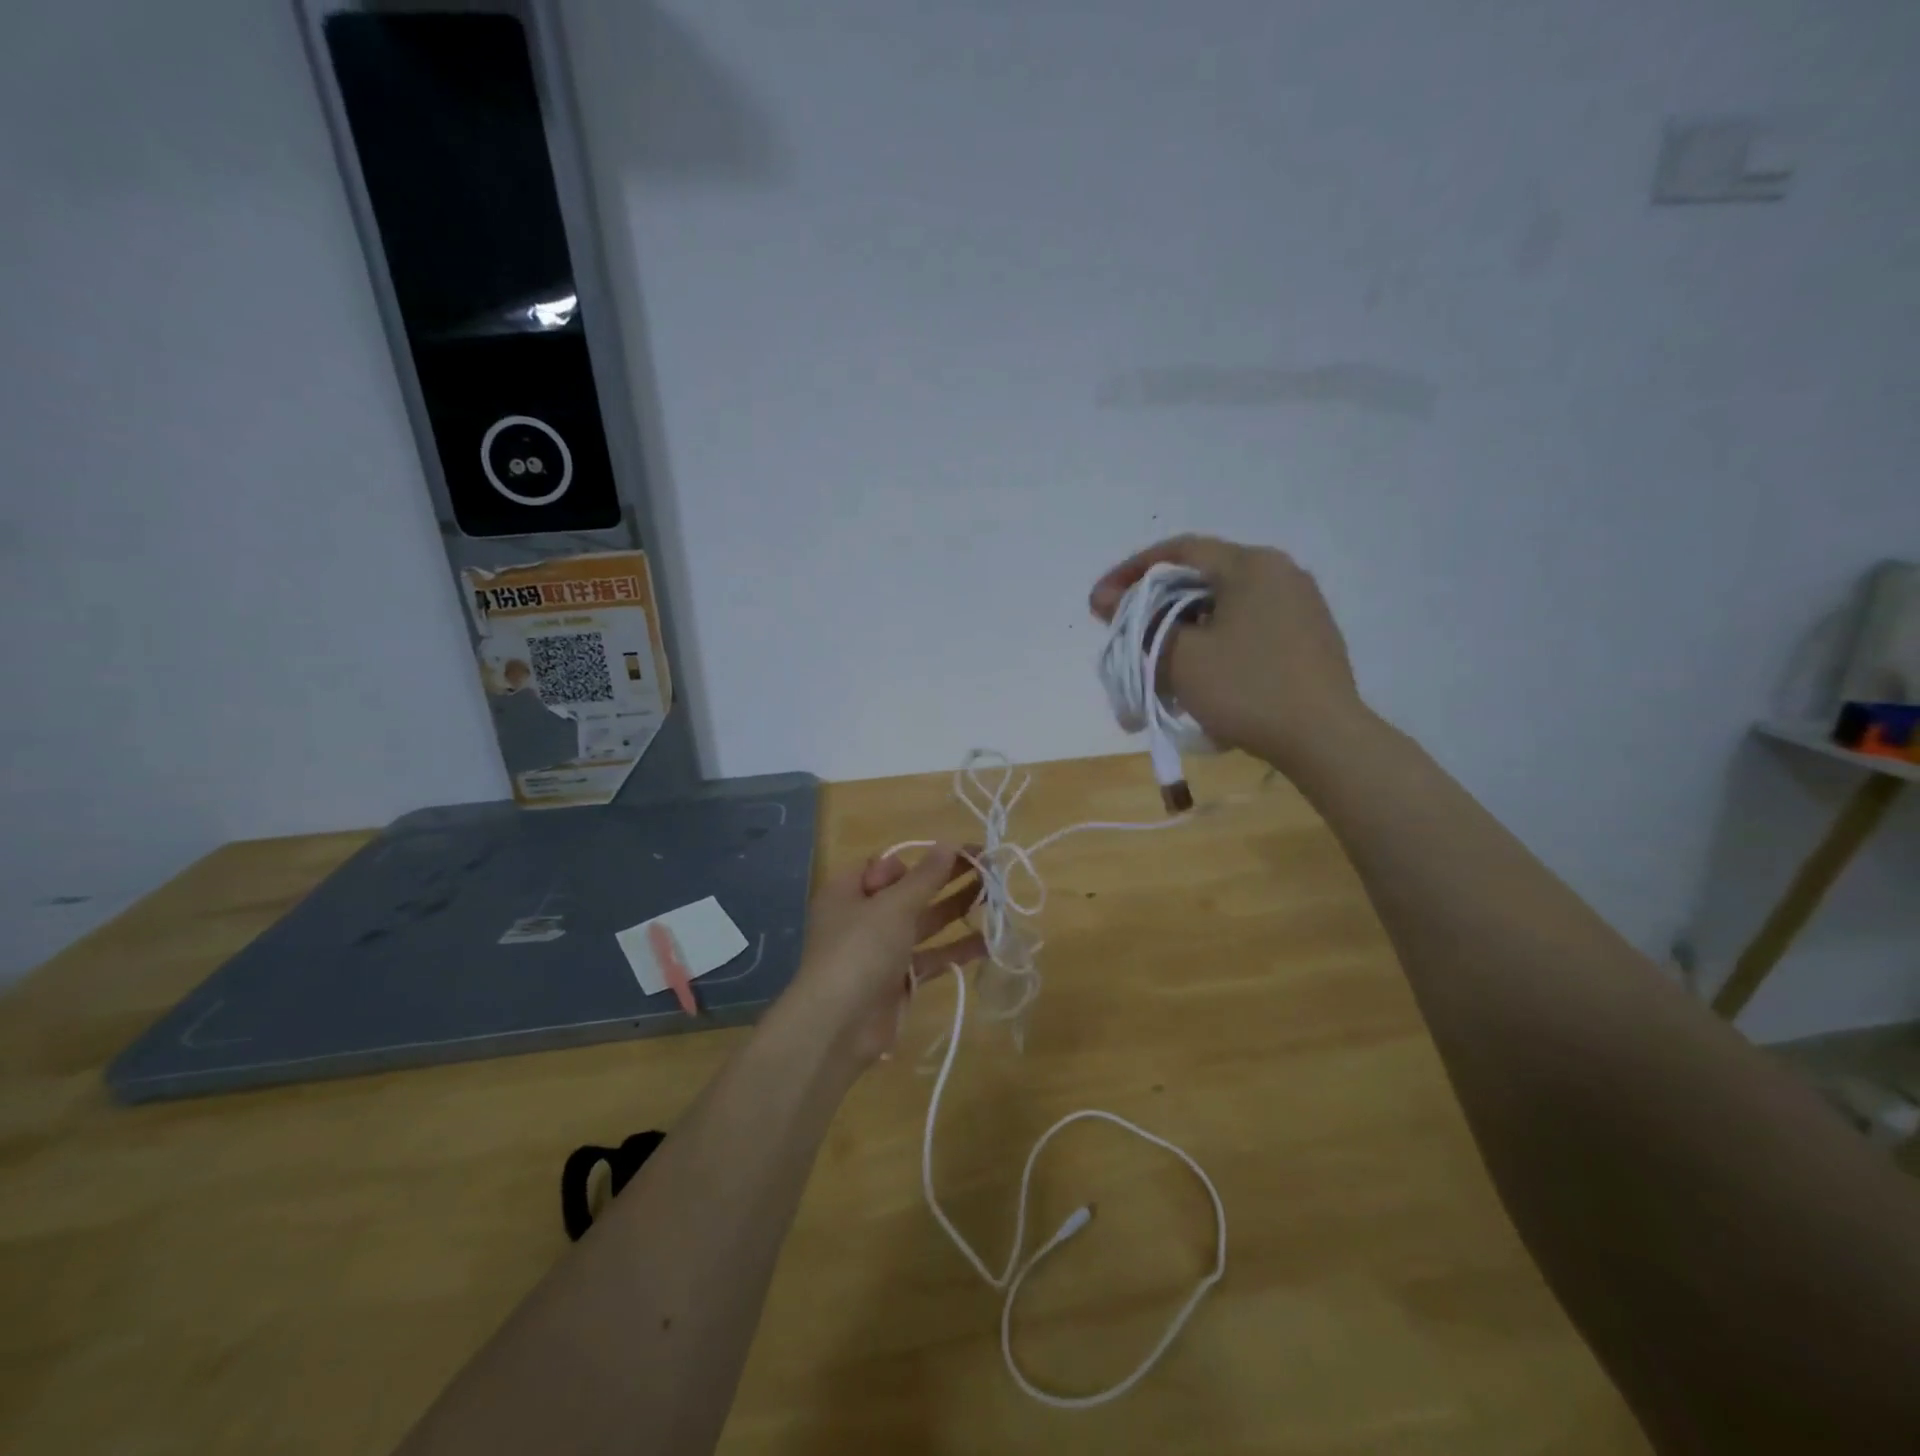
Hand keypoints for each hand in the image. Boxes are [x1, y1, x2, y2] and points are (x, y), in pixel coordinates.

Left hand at [782, 844, 985, 1066]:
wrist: (838, 1026)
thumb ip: (925, 877)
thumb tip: (949, 844)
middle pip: (910, 891)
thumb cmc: (860, 950)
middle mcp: (862, 917)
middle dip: (947, 879)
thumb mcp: (893, 906)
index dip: (915, 860)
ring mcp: (880, 950)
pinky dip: (956, 949)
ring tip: (996, 896)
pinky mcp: (898, 980)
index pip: (884, 865)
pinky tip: (989, 941)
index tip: (946, 858)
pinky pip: (930, 957)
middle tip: (989, 866)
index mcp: (848, 891)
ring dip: (956, 909)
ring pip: (924, 923)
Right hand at [1090, 534, 1361, 768]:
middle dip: (1157, 606)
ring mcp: (1300, 605)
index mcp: (1250, 565)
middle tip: (1126, 635)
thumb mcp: (1181, 657)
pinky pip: (1248, 628)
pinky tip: (1201, 676)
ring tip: (1158, 663)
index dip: (1131, 572)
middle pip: (1202, 579)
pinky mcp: (1309, 637)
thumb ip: (1139, 622)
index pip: (1178, 551)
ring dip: (1185, 629)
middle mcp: (1280, 573)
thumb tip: (1105, 598)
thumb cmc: (1246, 688)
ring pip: (1225, 607)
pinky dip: (1216, 643)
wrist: (1324, 739)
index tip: (1099, 601)